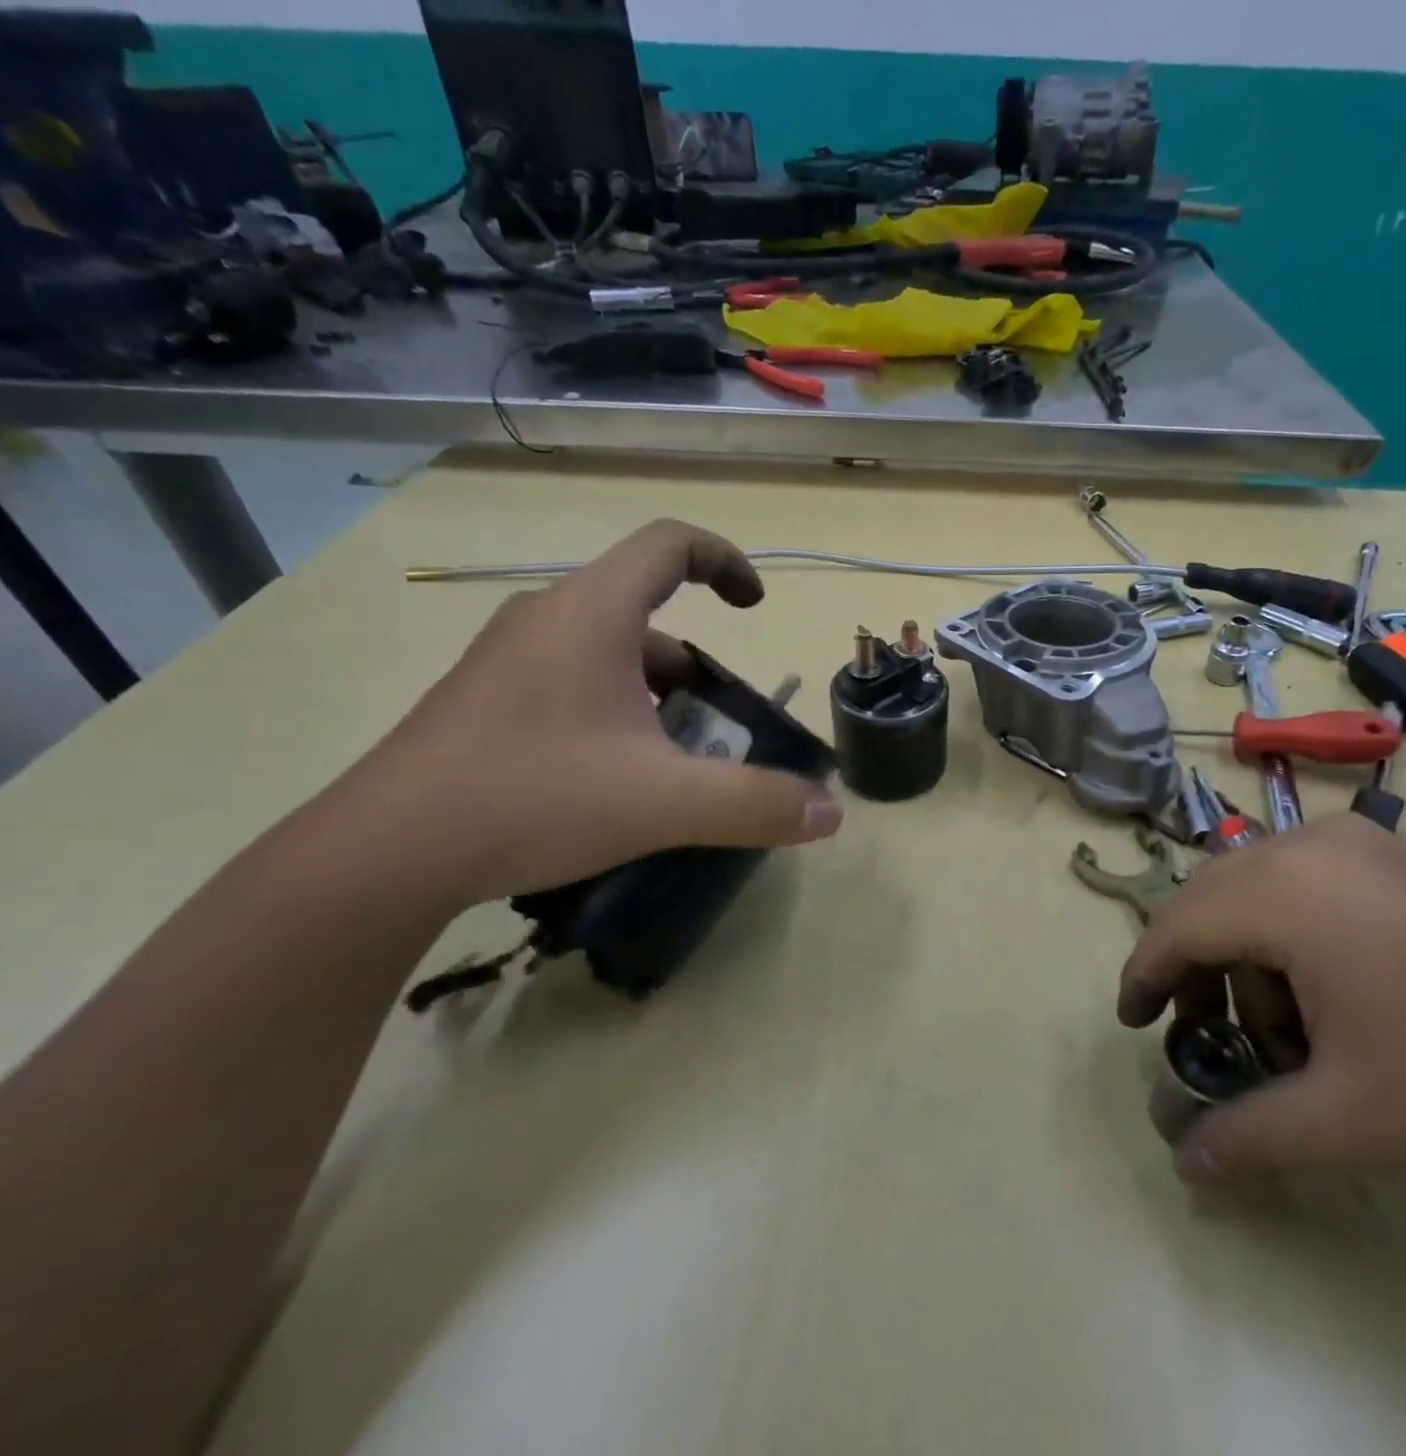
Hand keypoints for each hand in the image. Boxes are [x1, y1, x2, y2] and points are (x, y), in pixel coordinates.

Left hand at [346, 520, 841, 906]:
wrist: (381, 855)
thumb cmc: (532, 798)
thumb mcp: (664, 803)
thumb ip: (757, 804)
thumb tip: (831, 814)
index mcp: (591, 615)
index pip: (669, 545)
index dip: (725, 561)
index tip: (755, 607)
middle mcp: (546, 620)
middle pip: (645, 613)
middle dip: (697, 668)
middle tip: (718, 728)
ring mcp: (507, 660)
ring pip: (608, 655)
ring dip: (657, 695)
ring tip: (674, 763)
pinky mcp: (485, 700)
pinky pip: (571, 683)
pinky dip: (615, 713)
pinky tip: (616, 780)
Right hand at [1117, 816, 1405, 1207]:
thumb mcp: (1349, 1122)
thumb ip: (1248, 1138)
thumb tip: (1185, 1164)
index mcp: (1287, 889)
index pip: (1178, 925)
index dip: (1145, 976)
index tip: (1134, 1025)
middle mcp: (1312, 845)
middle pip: (1212, 899)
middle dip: (1196, 968)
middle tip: (1206, 1036)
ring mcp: (1361, 844)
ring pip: (1258, 890)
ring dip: (1248, 956)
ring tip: (1289, 1034)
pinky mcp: (1398, 858)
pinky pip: (1306, 884)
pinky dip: (1291, 935)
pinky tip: (1334, 996)